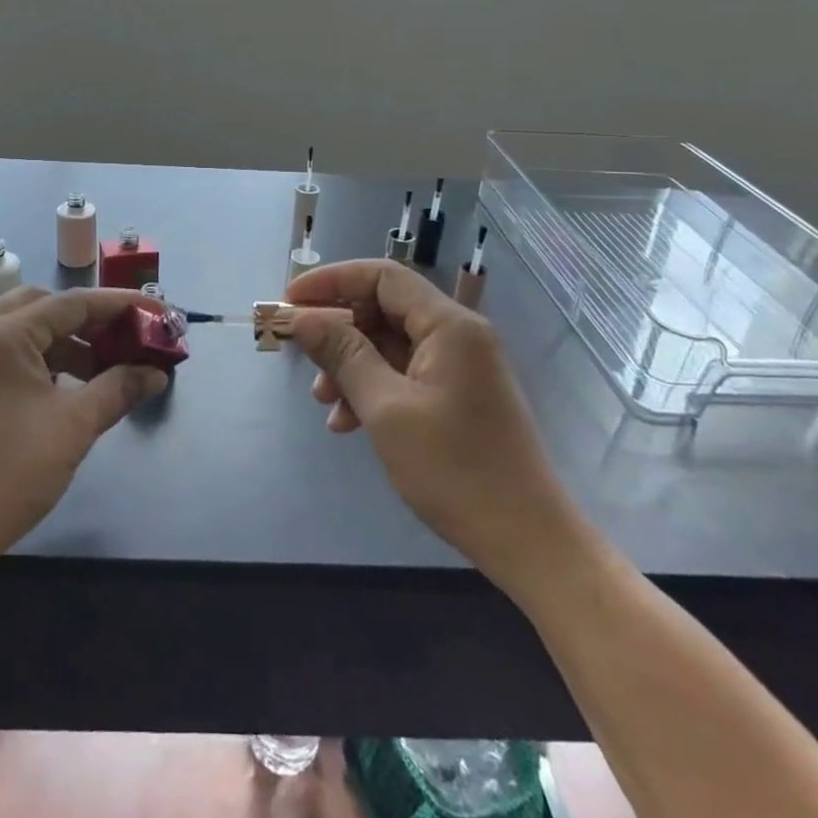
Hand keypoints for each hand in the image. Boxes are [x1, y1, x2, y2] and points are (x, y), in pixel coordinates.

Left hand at [0, 286, 168, 589]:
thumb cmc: (6, 473)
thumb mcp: (73, 427)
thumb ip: (118, 390)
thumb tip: (155, 373)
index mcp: (2, 335)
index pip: (72, 303)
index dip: (121, 305)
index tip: (159, 314)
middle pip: (41, 307)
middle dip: (87, 320)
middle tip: (122, 341)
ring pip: (20, 333)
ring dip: (62, 344)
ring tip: (99, 373)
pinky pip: (2, 358)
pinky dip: (37, 363)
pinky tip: (59, 394)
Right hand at [285, 260, 585, 590]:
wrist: (527, 540)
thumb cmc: (454, 469)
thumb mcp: (386, 409)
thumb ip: (343, 355)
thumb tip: (304, 318)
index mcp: (449, 325)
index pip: (382, 276)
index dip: (332, 281)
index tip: (291, 301)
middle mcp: (459, 334)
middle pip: (385, 309)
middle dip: (339, 331)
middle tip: (303, 357)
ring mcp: (461, 366)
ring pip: (392, 344)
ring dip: (352, 365)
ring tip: (324, 402)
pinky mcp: (459, 395)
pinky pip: (406, 374)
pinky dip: (374, 388)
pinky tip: (349, 423)